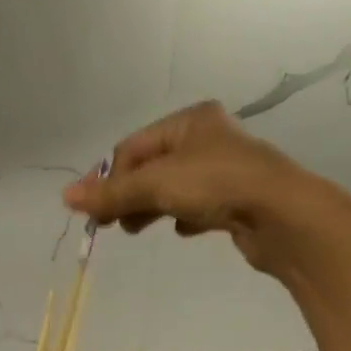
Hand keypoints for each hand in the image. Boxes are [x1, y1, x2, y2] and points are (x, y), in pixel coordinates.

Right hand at [63, 100, 321, 276]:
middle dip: (129, 194)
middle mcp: (209, 137)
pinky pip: (200, 203)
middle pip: (152, 167)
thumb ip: (110, 193)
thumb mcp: (155, 185)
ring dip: (151, 207)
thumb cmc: (216, 184)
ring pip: (174, 187)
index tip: (94, 210)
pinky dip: (184, 216)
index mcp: (189, 120)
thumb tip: (65, 197)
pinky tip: (182, 230)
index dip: (109, 178)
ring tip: (136, 229)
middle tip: (110, 223)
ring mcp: (227, 168)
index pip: (133, 147)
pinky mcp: (240, 198)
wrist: (285, 216)